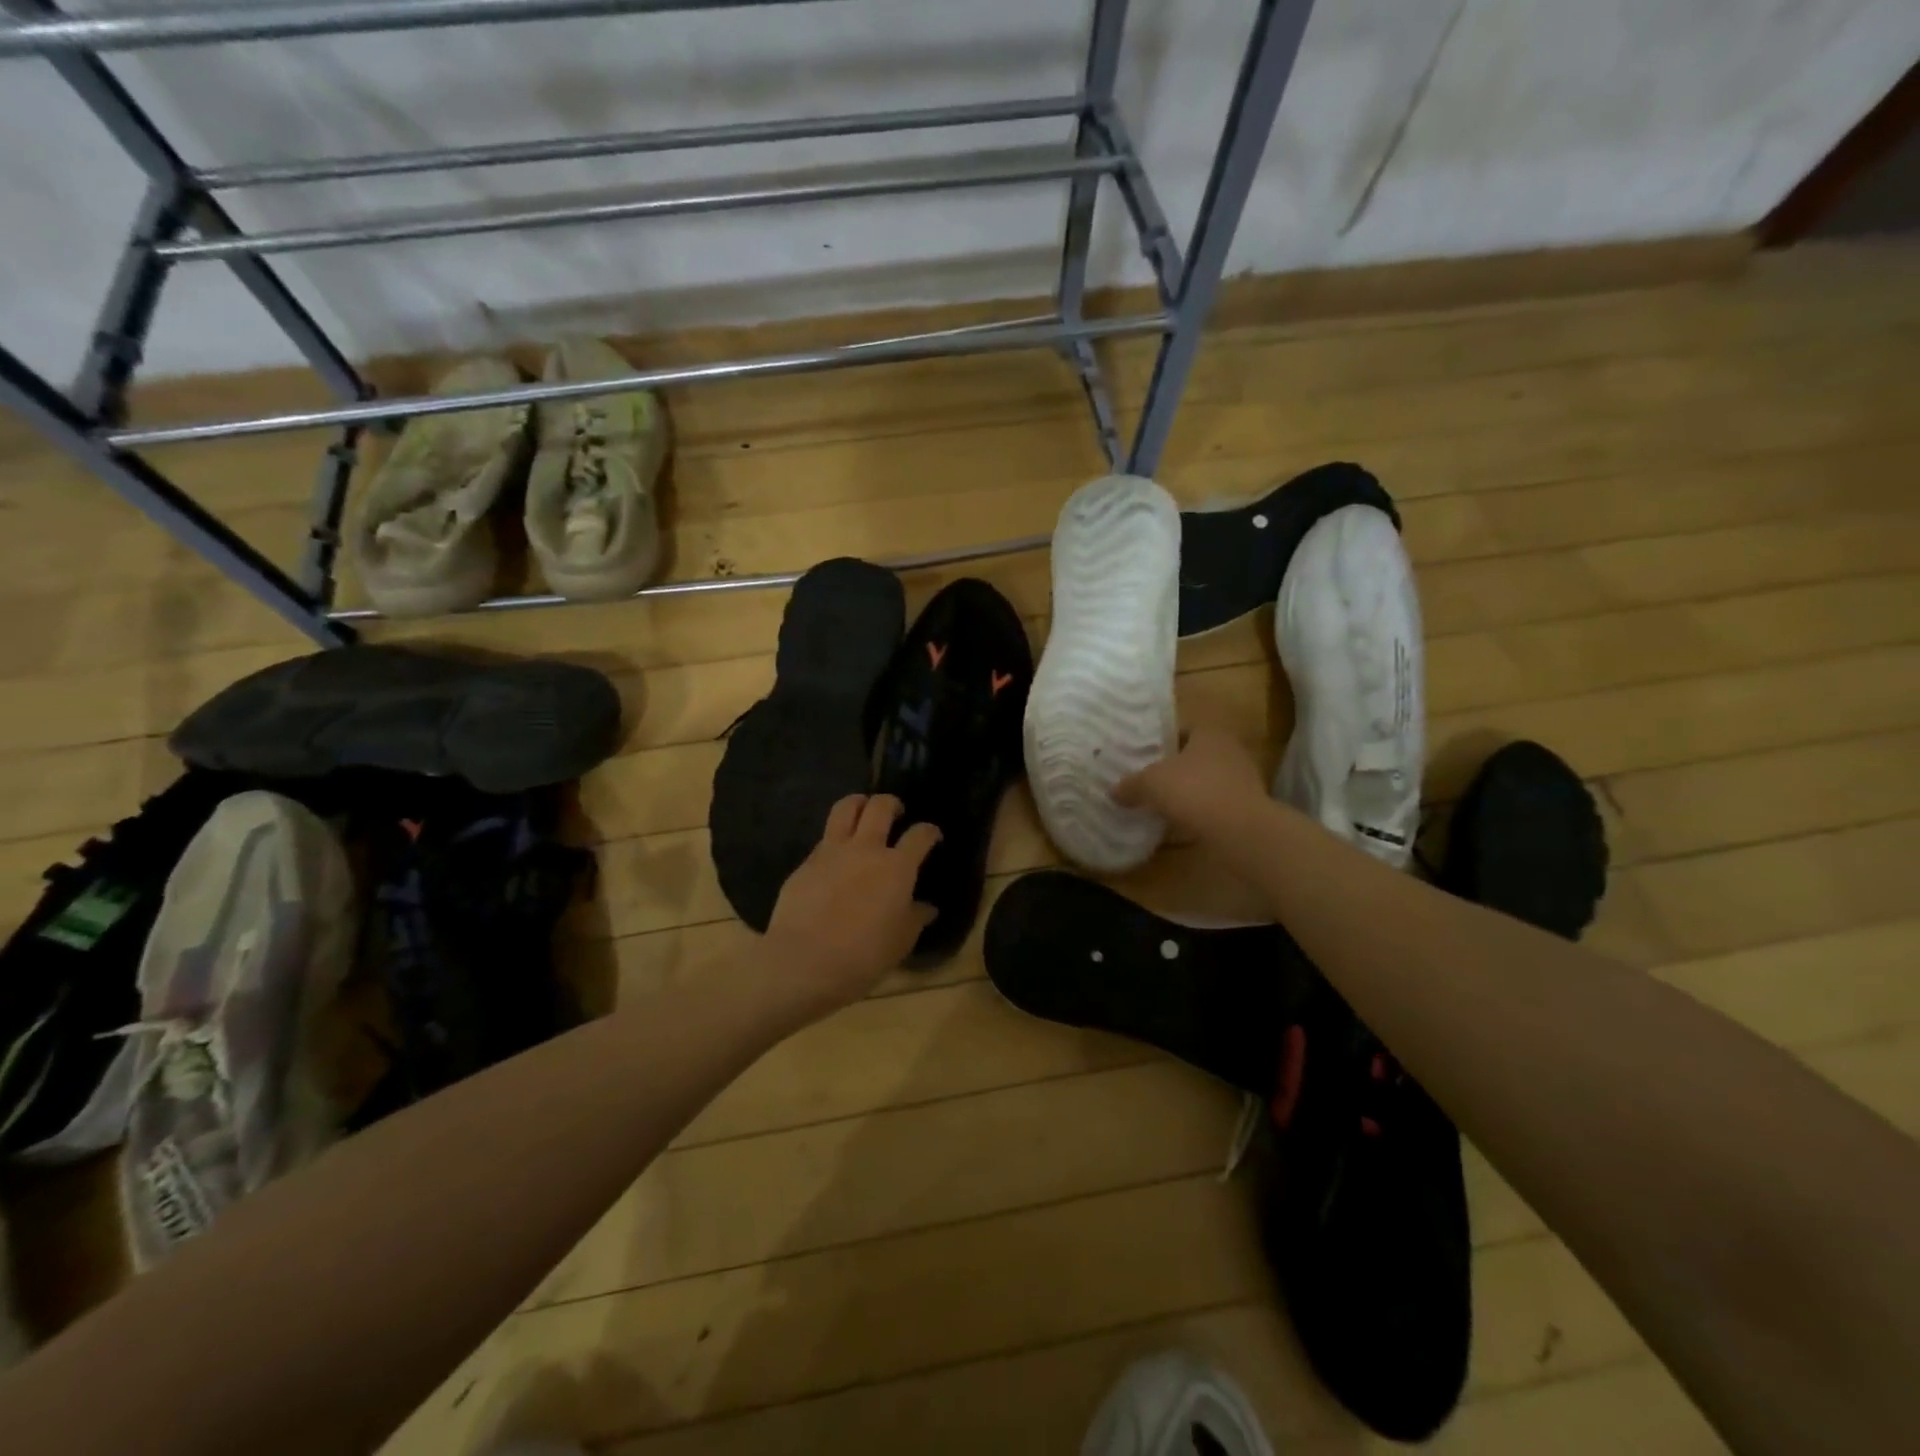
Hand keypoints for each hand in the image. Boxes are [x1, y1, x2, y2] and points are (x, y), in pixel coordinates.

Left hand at [764, 794, 939, 1017]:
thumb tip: (926, 908)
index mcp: (897, 867)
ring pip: (846, 807)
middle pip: (881, 806)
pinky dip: (835, 837)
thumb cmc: (863, 956)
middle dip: (892, 803)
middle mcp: (866, 849)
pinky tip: (836, 856)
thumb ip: (915, 918)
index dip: (930, 831)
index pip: (920, 835)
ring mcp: (832, 851)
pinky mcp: (806, 862)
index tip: (932, 836)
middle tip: (896, 813)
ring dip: (859, 803)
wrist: (804, 962)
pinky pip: (824, 837)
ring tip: (863, 812)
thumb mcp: (900, 942)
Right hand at [1113, 725, 1267, 839]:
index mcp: (1210, 733)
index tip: (1142, 754)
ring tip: (1160, 804)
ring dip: (1187, 792)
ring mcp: (1242, 781)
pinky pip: (1214, 806)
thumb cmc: (1194, 791)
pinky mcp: (1246, 809)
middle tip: (1147, 779)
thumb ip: (1131, 784)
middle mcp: (1230, 751)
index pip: (1182, 729)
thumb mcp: (1150, 784)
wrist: (1240, 831)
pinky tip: (1179, 825)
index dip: (1161, 740)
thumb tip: (1113, 791)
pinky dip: (1198, 813)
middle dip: (1173, 768)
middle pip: (1194, 756)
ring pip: (1205, 782)